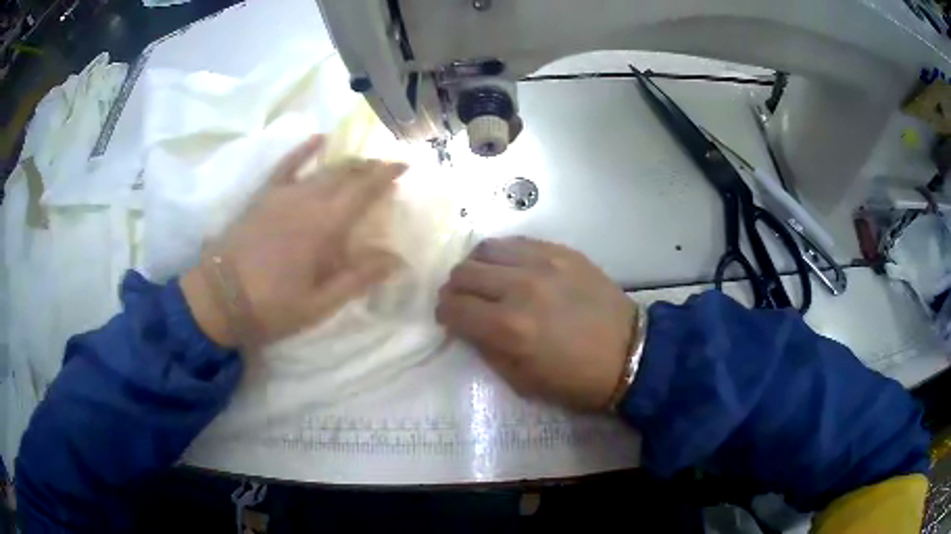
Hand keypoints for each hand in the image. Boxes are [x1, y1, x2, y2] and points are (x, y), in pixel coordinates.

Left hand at [182, 135, 406, 348]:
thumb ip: (358, 278)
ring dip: (346, 164)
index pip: (363, 190)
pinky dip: (303, 151)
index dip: (386, 175)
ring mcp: (282, 194)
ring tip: (361, 164)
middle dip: (368, 168)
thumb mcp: (319, 303)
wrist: (218, 298)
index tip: (404, 166)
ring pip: (322, 169)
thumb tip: (397, 260)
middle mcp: (306, 200)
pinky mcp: (263, 195)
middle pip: (345, 174)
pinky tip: (317, 139)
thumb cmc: (271, 307)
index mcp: (324, 226)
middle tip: (385, 170)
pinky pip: (286, 165)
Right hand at [436, 237, 636, 410]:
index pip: (453, 308)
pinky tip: (511, 269)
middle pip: (463, 273)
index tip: (450, 319)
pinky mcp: (562, 251)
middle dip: (455, 290)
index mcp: (508, 329)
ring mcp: (543, 264)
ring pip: (485, 250)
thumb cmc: (576, 380)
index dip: (444, 313)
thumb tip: (467, 326)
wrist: (629, 353)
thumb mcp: (522, 382)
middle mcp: (520, 288)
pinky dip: (504, 255)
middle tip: (464, 301)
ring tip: (486, 281)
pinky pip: (517, 241)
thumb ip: (486, 350)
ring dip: (476, 267)